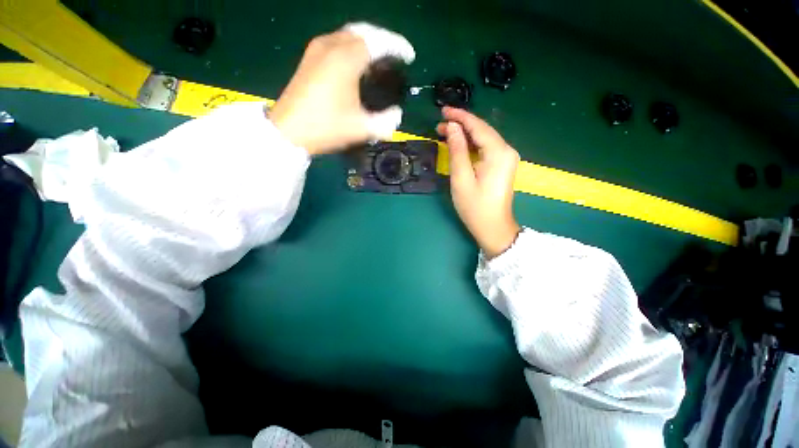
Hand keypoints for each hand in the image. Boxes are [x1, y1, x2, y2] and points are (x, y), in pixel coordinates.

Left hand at [269, 23, 414, 154]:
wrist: (289, 132)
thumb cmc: (326, 128)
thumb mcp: (361, 129)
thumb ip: (385, 121)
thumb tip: (397, 113)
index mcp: (346, 59)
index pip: (379, 42)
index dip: (397, 46)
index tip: (409, 56)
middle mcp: (331, 45)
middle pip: (364, 31)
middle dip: (383, 40)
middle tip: (396, 55)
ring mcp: (317, 49)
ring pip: (349, 34)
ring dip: (367, 42)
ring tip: (380, 60)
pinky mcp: (309, 58)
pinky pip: (337, 42)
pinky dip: (353, 47)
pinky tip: (358, 63)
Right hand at [437, 107, 520, 258]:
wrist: (493, 227)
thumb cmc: (475, 207)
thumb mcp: (461, 179)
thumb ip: (457, 151)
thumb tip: (452, 128)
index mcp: (498, 152)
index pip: (478, 126)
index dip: (460, 116)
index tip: (443, 111)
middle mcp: (506, 150)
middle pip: (482, 130)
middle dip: (461, 124)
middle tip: (440, 124)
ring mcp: (506, 158)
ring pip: (483, 138)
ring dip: (465, 134)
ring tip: (445, 132)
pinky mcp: (502, 165)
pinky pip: (485, 148)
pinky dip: (471, 144)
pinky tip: (459, 144)